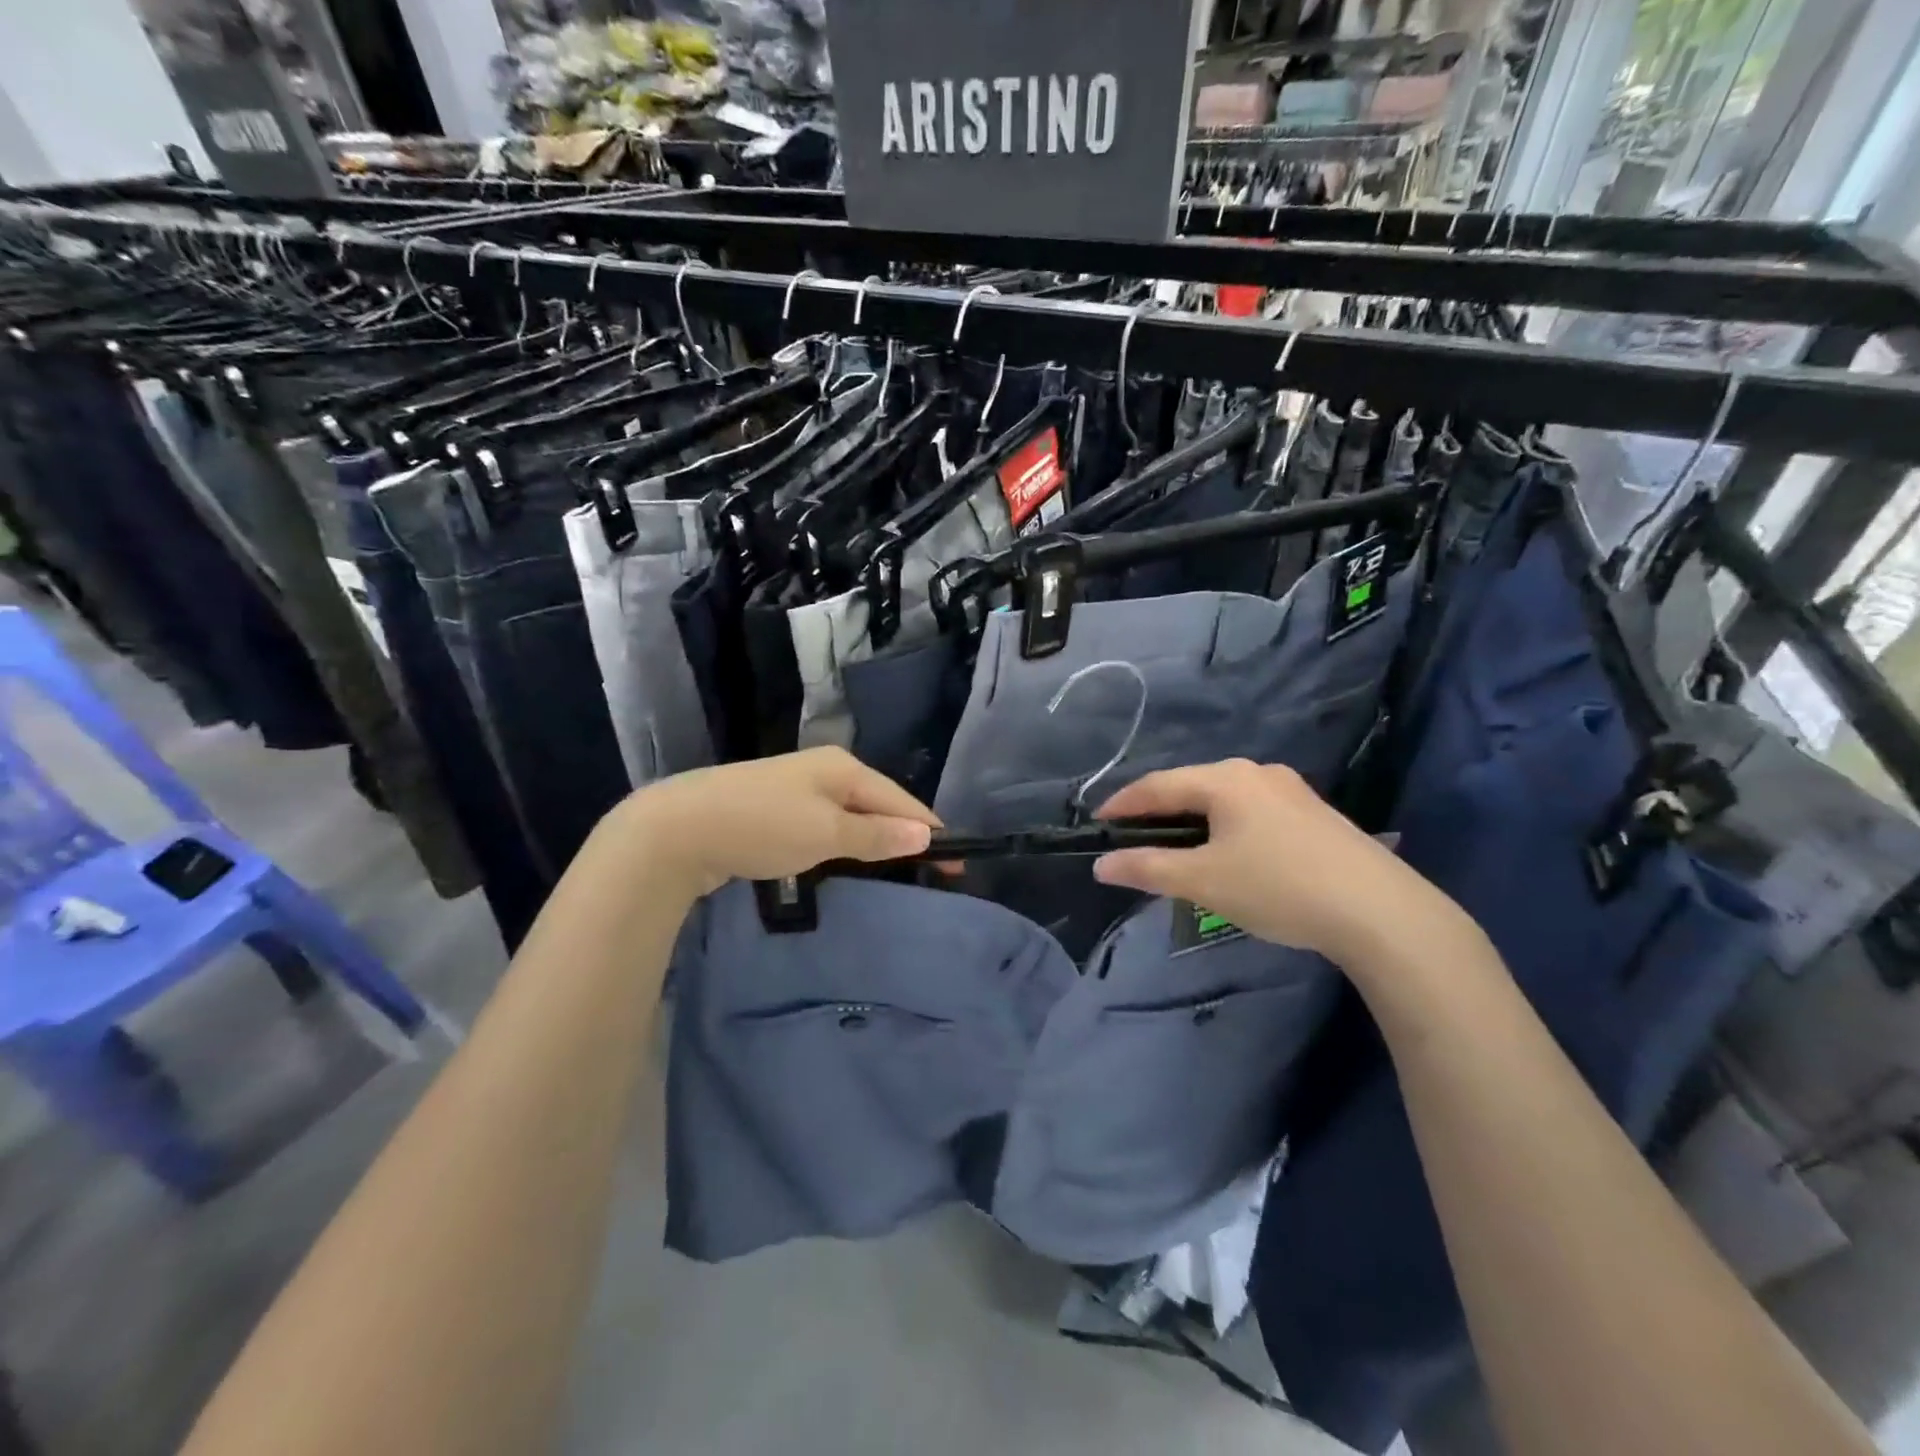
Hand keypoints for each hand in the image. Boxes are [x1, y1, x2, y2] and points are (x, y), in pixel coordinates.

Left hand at [608, 747, 938, 898]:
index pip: (901, 799)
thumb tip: (927, 834)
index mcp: (843, 767)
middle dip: (903, 834)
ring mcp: (795, 789)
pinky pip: (825, 826)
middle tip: (930, 871)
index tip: (956, 863)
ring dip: (873, 840)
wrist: (679, 828)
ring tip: (896, 868)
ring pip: (850, 815)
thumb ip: (876, 835)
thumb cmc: (762, 825)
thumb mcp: (826, 833)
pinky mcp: (773, 810)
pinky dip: (843, 843)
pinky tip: (845, 859)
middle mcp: (823, 770)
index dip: (930, 830)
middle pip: (877, 804)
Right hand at [1092, 759, 1467, 965]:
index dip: (1123, 804)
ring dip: (1193, 820)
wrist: (1380, 912)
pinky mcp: (1314, 813)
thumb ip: (1147, 869)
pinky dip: (1226, 827)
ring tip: (1177, 848)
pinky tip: (1229, 854)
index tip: (1098, 823)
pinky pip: (1252, 811)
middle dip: (1158, 811)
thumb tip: (1101, 865)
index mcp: (1225, 779)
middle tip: (1133, 838)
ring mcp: (1291, 790)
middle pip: (1192, 786)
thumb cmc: (1278, 888)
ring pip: (1224, 799)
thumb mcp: (1203, 881)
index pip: (1158, 785)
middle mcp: (1257, 772)